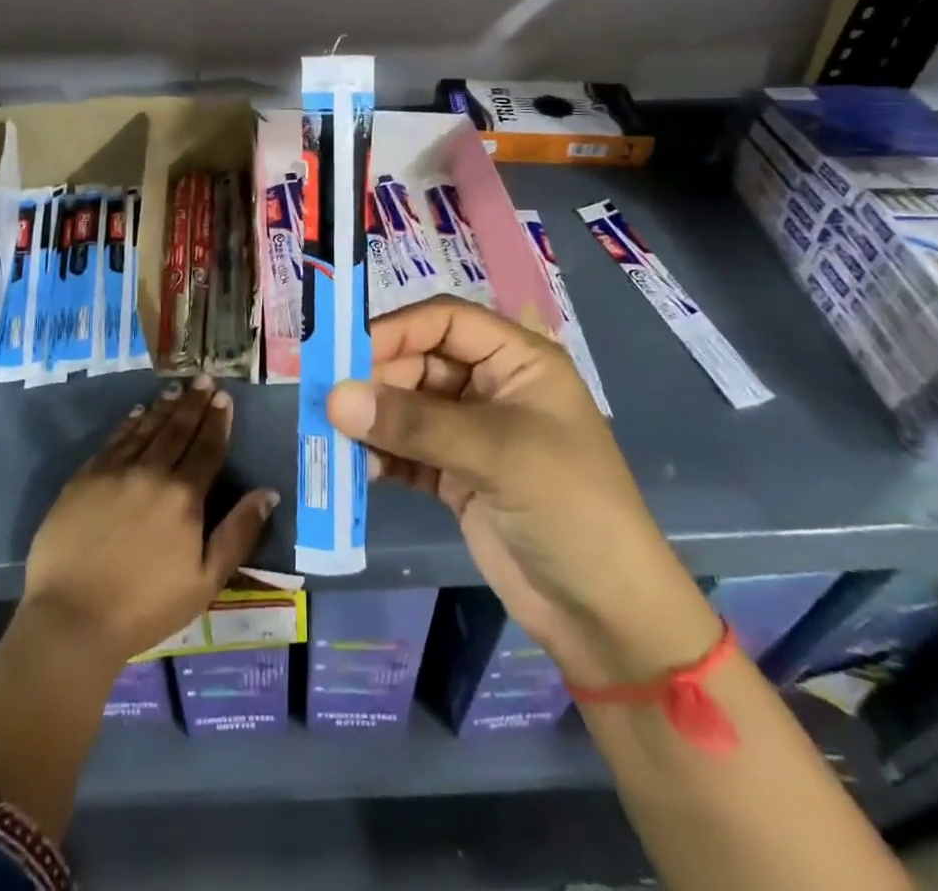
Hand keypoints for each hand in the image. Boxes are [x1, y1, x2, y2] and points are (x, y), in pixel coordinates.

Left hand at [22, 377, 279, 674]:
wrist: (72, 618)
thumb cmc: (146, 607)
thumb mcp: (206, 580)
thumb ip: (238, 533)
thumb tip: (269, 493)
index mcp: (184, 496)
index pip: (207, 448)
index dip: (217, 422)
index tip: (224, 398)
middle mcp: (152, 472)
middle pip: (178, 430)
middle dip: (194, 403)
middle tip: (203, 379)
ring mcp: (115, 472)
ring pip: (146, 429)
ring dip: (164, 408)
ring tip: (176, 390)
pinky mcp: (84, 478)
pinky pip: (113, 441)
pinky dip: (129, 424)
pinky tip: (137, 413)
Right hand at [329, 297, 717, 685]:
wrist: (607, 615)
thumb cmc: (569, 508)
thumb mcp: (496, 454)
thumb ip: (413, 423)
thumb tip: (334, 398)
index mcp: (516, 361)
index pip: (445, 322)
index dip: (396, 329)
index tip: (345, 354)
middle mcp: (491, 387)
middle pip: (419, 362)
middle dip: (376, 380)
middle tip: (331, 403)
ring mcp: (472, 433)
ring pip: (407, 407)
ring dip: (372, 420)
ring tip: (334, 437)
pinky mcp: (455, 475)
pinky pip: (406, 451)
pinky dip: (381, 456)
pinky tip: (360, 470)